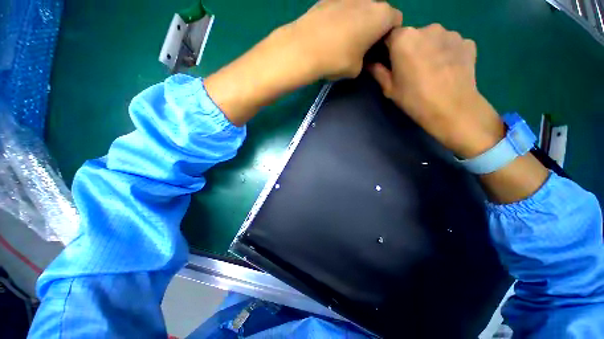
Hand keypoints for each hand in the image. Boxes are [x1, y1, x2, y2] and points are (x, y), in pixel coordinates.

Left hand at [286, 0, 402, 79]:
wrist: (304, 48)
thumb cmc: (337, 59)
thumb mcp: (356, 69)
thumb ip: (364, 60)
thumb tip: (360, 56)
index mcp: (381, 16)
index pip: (396, 21)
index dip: (388, 35)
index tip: (378, 48)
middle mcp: (368, 0)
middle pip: (377, 12)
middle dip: (373, 26)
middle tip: (361, 45)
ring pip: (359, 8)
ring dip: (356, 20)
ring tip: (343, 39)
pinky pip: (341, 7)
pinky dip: (340, 17)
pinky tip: (329, 32)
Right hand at [369, 24, 504, 158]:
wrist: (451, 109)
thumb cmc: (414, 98)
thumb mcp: (389, 88)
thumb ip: (378, 72)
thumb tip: (370, 63)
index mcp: (404, 38)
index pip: (390, 35)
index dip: (388, 48)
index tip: (389, 62)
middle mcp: (427, 28)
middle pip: (413, 35)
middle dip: (409, 48)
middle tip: (411, 69)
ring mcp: (450, 33)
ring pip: (432, 38)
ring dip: (429, 49)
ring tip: (431, 70)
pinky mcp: (467, 42)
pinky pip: (450, 44)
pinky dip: (446, 52)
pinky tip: (446, 69)